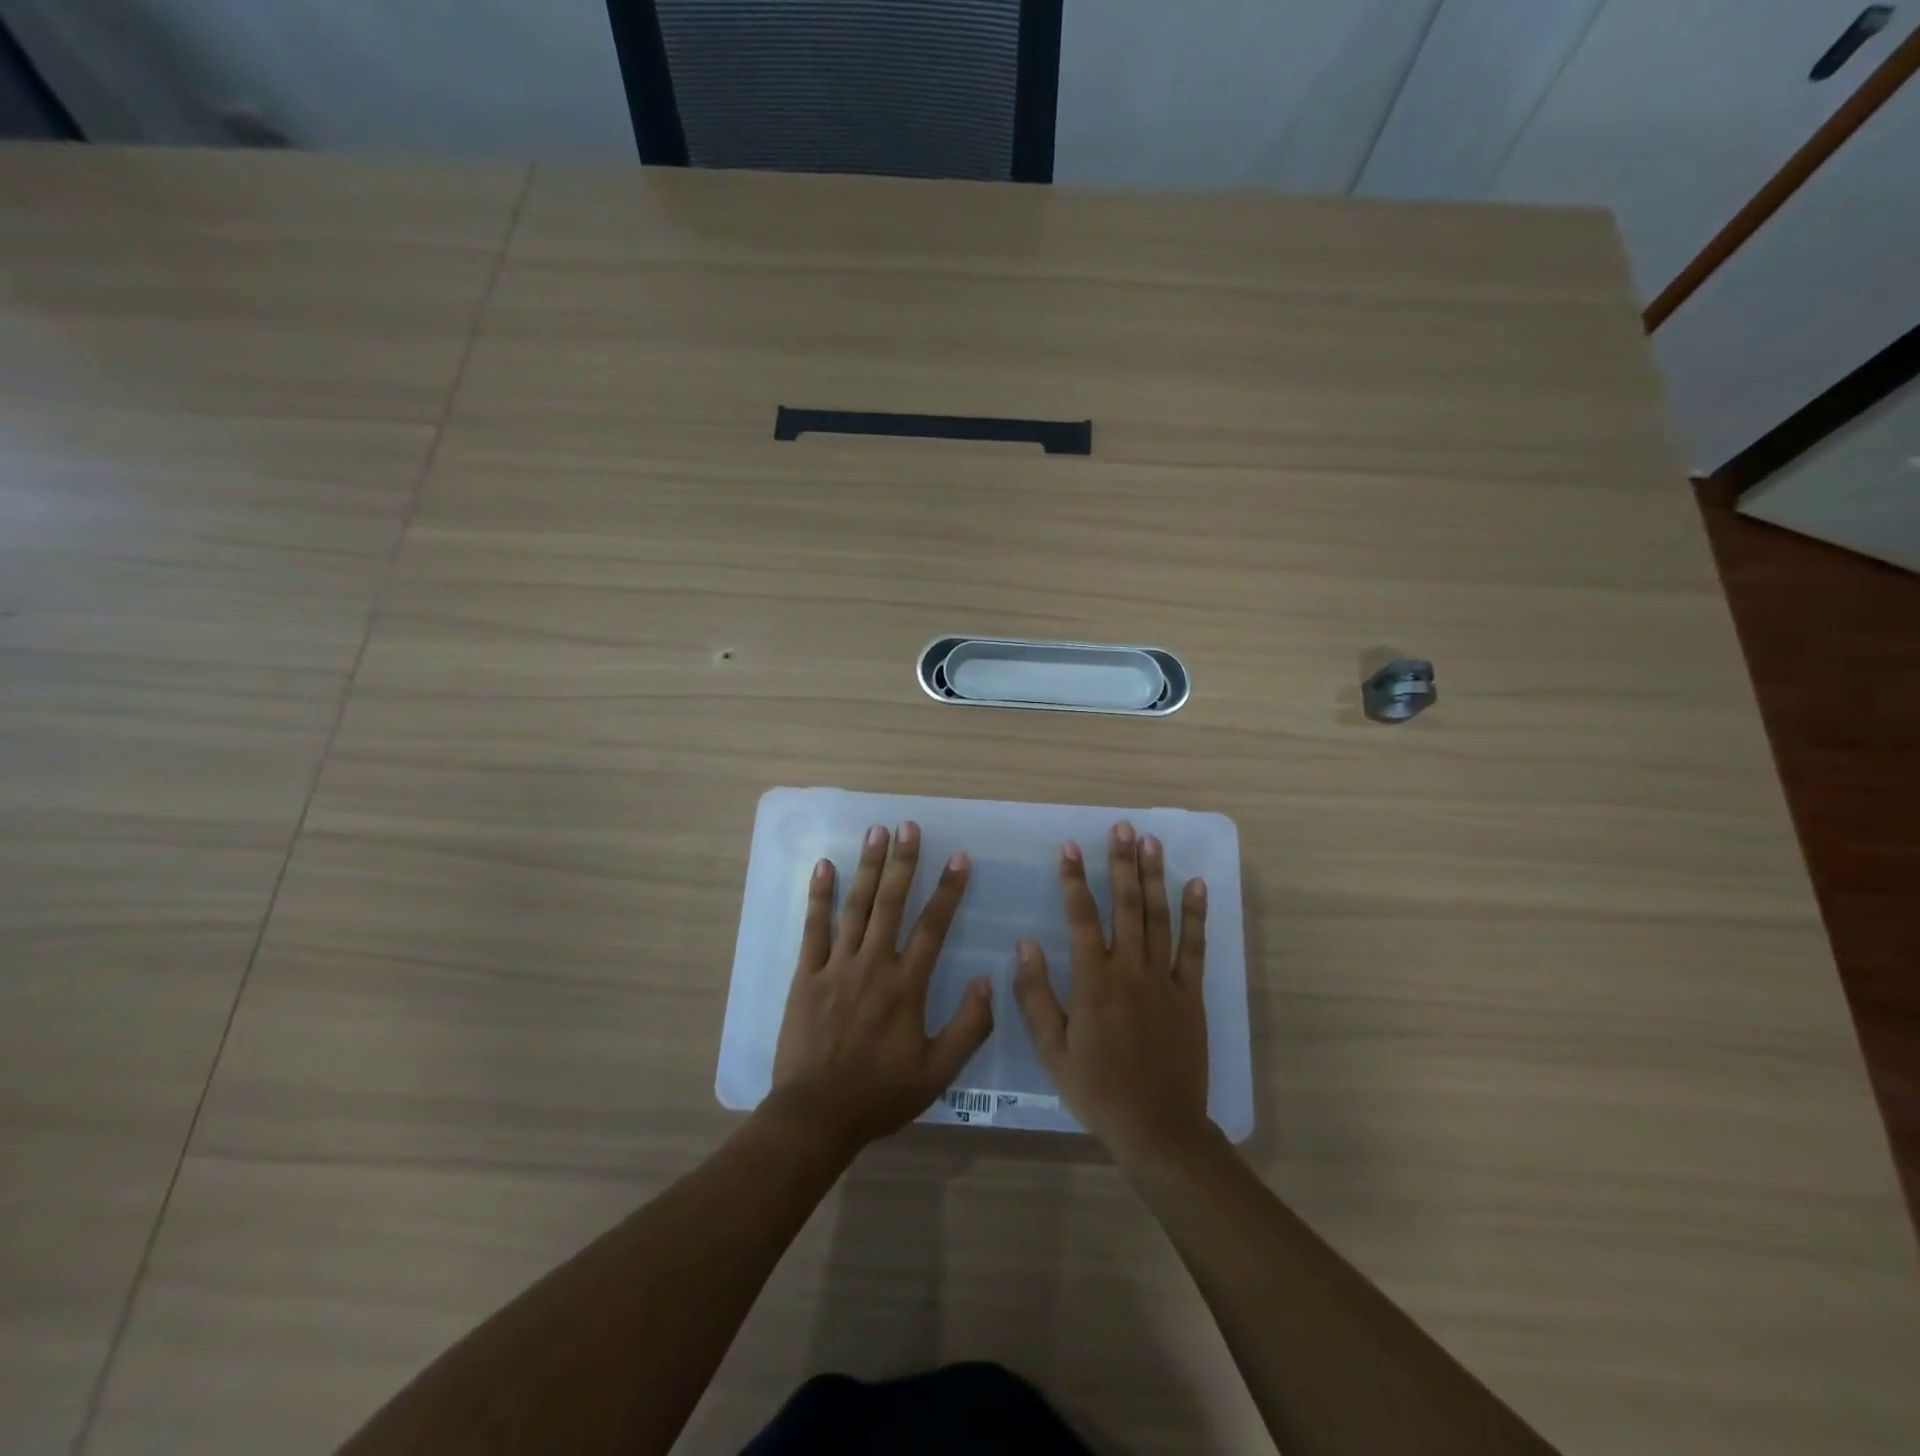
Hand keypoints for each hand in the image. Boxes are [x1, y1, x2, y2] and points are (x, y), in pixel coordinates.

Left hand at [770, 821, 993, 1157]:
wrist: (816, 1115)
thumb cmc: (880, 1094)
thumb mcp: (938, 1072)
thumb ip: (968, 1026)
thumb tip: (989, 980)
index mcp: (907, 985)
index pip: (933, 926)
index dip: (948, 889)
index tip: (958, 857)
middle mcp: (873, 965)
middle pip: (891, 903)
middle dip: (902, 862)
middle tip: (908, 825)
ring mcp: (836, 967)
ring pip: (855, 907)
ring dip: (867, 867)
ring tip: (875, 832)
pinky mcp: (806, 976)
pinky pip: (813, 928)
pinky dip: (819, 896)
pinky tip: (824, 867)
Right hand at [1013, 820, 1211, 1170]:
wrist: (1158, 1128)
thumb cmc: (1097, 1089)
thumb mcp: (1052, 1050)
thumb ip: (1036, 995)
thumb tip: (1025, 944)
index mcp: (1094, 982)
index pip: (1082, 917)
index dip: (1075, 880)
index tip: (1070, 847)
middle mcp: (1131, 970)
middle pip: (1127, 905)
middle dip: (1122, 863)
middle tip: (1121, 828)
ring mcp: (1165, 980)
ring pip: (1159, 917)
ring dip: (1154, 876)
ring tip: (1151, 841)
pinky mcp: (1191, 994)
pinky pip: (1195, 947)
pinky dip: (1196, 914)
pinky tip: (1196, 885)